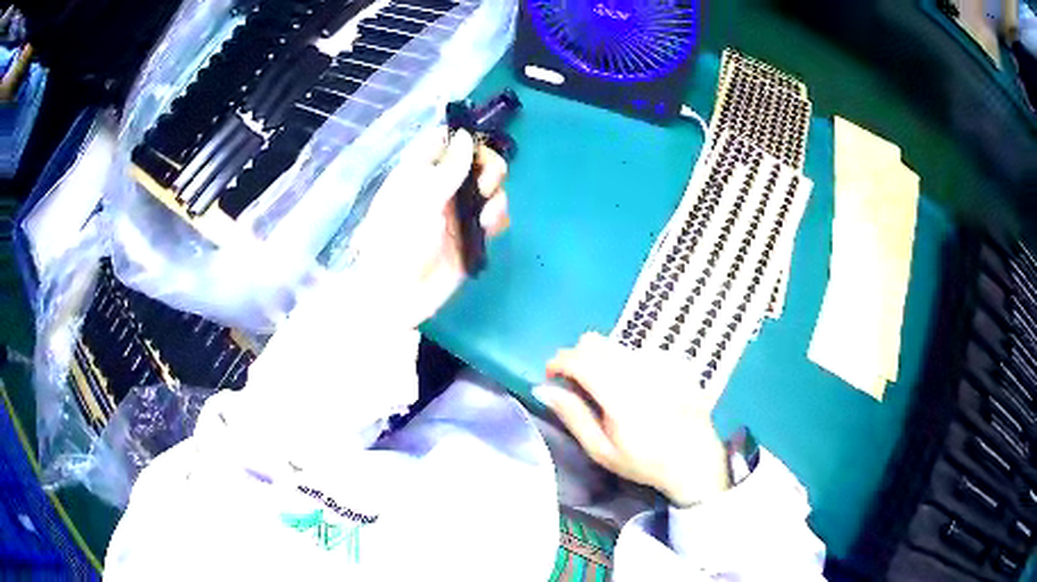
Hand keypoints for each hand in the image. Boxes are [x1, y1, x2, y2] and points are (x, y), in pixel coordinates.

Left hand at [351, 127, 508, 327]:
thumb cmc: (398, 241)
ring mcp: (457, 210)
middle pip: (475, 160)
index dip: (463, 137)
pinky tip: (490, 228)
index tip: (478, 145)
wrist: (398, 295)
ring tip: (486, 215)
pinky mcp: (472, 235)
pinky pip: (494, 216)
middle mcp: (440, 186)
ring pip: (489, 187)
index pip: (443, 140)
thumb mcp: (420, 198)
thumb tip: (467, 136)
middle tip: (484, 185)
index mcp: (419, 171)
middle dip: (488, 167)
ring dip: (496, 194)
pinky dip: (498, 217)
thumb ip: (448, 167)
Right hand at [534, 333, 729, 506]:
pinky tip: (638, 390)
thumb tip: (545, 389)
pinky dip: (627, 364)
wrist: (695, 459)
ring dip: (602, 361)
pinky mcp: (674, 362)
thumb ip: (574, 416)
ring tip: (610, 391)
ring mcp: (660, 362)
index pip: (579, 358)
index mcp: (619, 394)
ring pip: (616, 345)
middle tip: (578, 385)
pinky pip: (639, 351)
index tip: (551, 375)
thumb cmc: (644, 461)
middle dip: (578, 357)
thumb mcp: (602, 450)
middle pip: (595, 342)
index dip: (558, 362)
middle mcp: (640, 369)